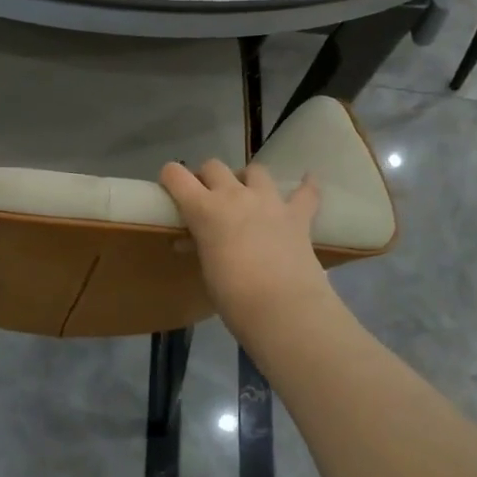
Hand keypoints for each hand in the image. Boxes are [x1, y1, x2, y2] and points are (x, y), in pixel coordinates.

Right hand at [160, 159, 329, 318]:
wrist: (283, 309)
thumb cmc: (233, 297)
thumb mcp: (207, 270)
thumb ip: (200, 247)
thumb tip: (190, 241)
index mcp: (204, 209)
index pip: (176, 176)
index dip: (170, 177)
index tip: (170, 188)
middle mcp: (235, 195)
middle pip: (214, 167)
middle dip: (207, 178)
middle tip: (207, 199)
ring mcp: (269, 202)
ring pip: (255, 170)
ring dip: (247, 179)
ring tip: (247, 195)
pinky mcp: (298, 215)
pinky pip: (305, 192)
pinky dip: (305, 186)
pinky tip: (307, 180)